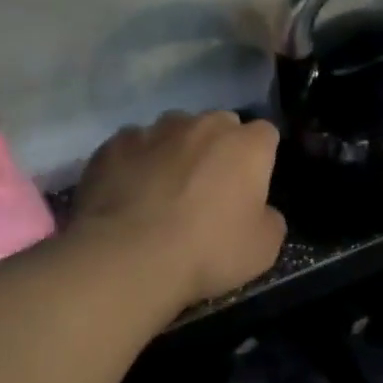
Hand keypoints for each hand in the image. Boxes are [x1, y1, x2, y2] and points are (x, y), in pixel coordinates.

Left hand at [73, 111, 285, 310]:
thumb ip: (270, 218)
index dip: (261, 158)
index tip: (253, 184)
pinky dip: (137, 163)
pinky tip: (131, 193)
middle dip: (220, 147)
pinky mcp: (113, 145)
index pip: (266, 134)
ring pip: (174, 131)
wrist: (128, 258)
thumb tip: (260, 210)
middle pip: (220, 125)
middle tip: (211, 187)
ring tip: (166, 189)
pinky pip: (133, 147)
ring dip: (177, 151)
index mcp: (246, 146)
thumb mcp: (264, 248)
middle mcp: (203, 125)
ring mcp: (153, 130)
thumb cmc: (208, 251)